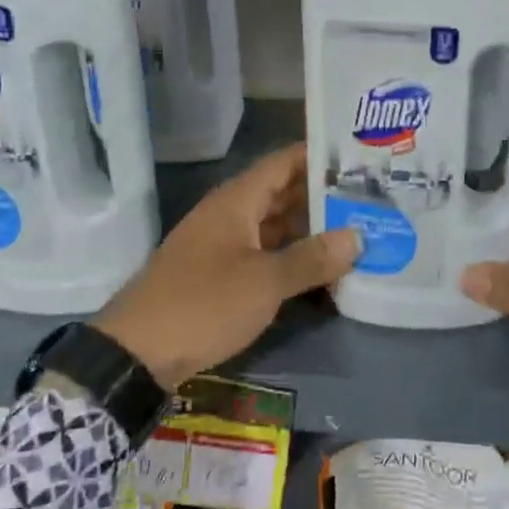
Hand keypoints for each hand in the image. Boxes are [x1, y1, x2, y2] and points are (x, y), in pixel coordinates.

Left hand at [93, 142, 358, 390]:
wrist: (138, 352)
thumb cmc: (204, 304)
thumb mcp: (264, 282)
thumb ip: (311, 258)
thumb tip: (357, 237)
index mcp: (236, 201)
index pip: (283, 162)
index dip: (319, 156)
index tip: (359, 156)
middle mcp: (229, 215)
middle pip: (282, 193)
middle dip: (323, 195)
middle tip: (370, 197)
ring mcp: (223, 245)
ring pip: (274, 226)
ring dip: (310, 229)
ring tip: (357, 230)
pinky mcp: (220, 275)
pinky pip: (264, 254)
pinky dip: (291, 257)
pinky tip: (322, 269)